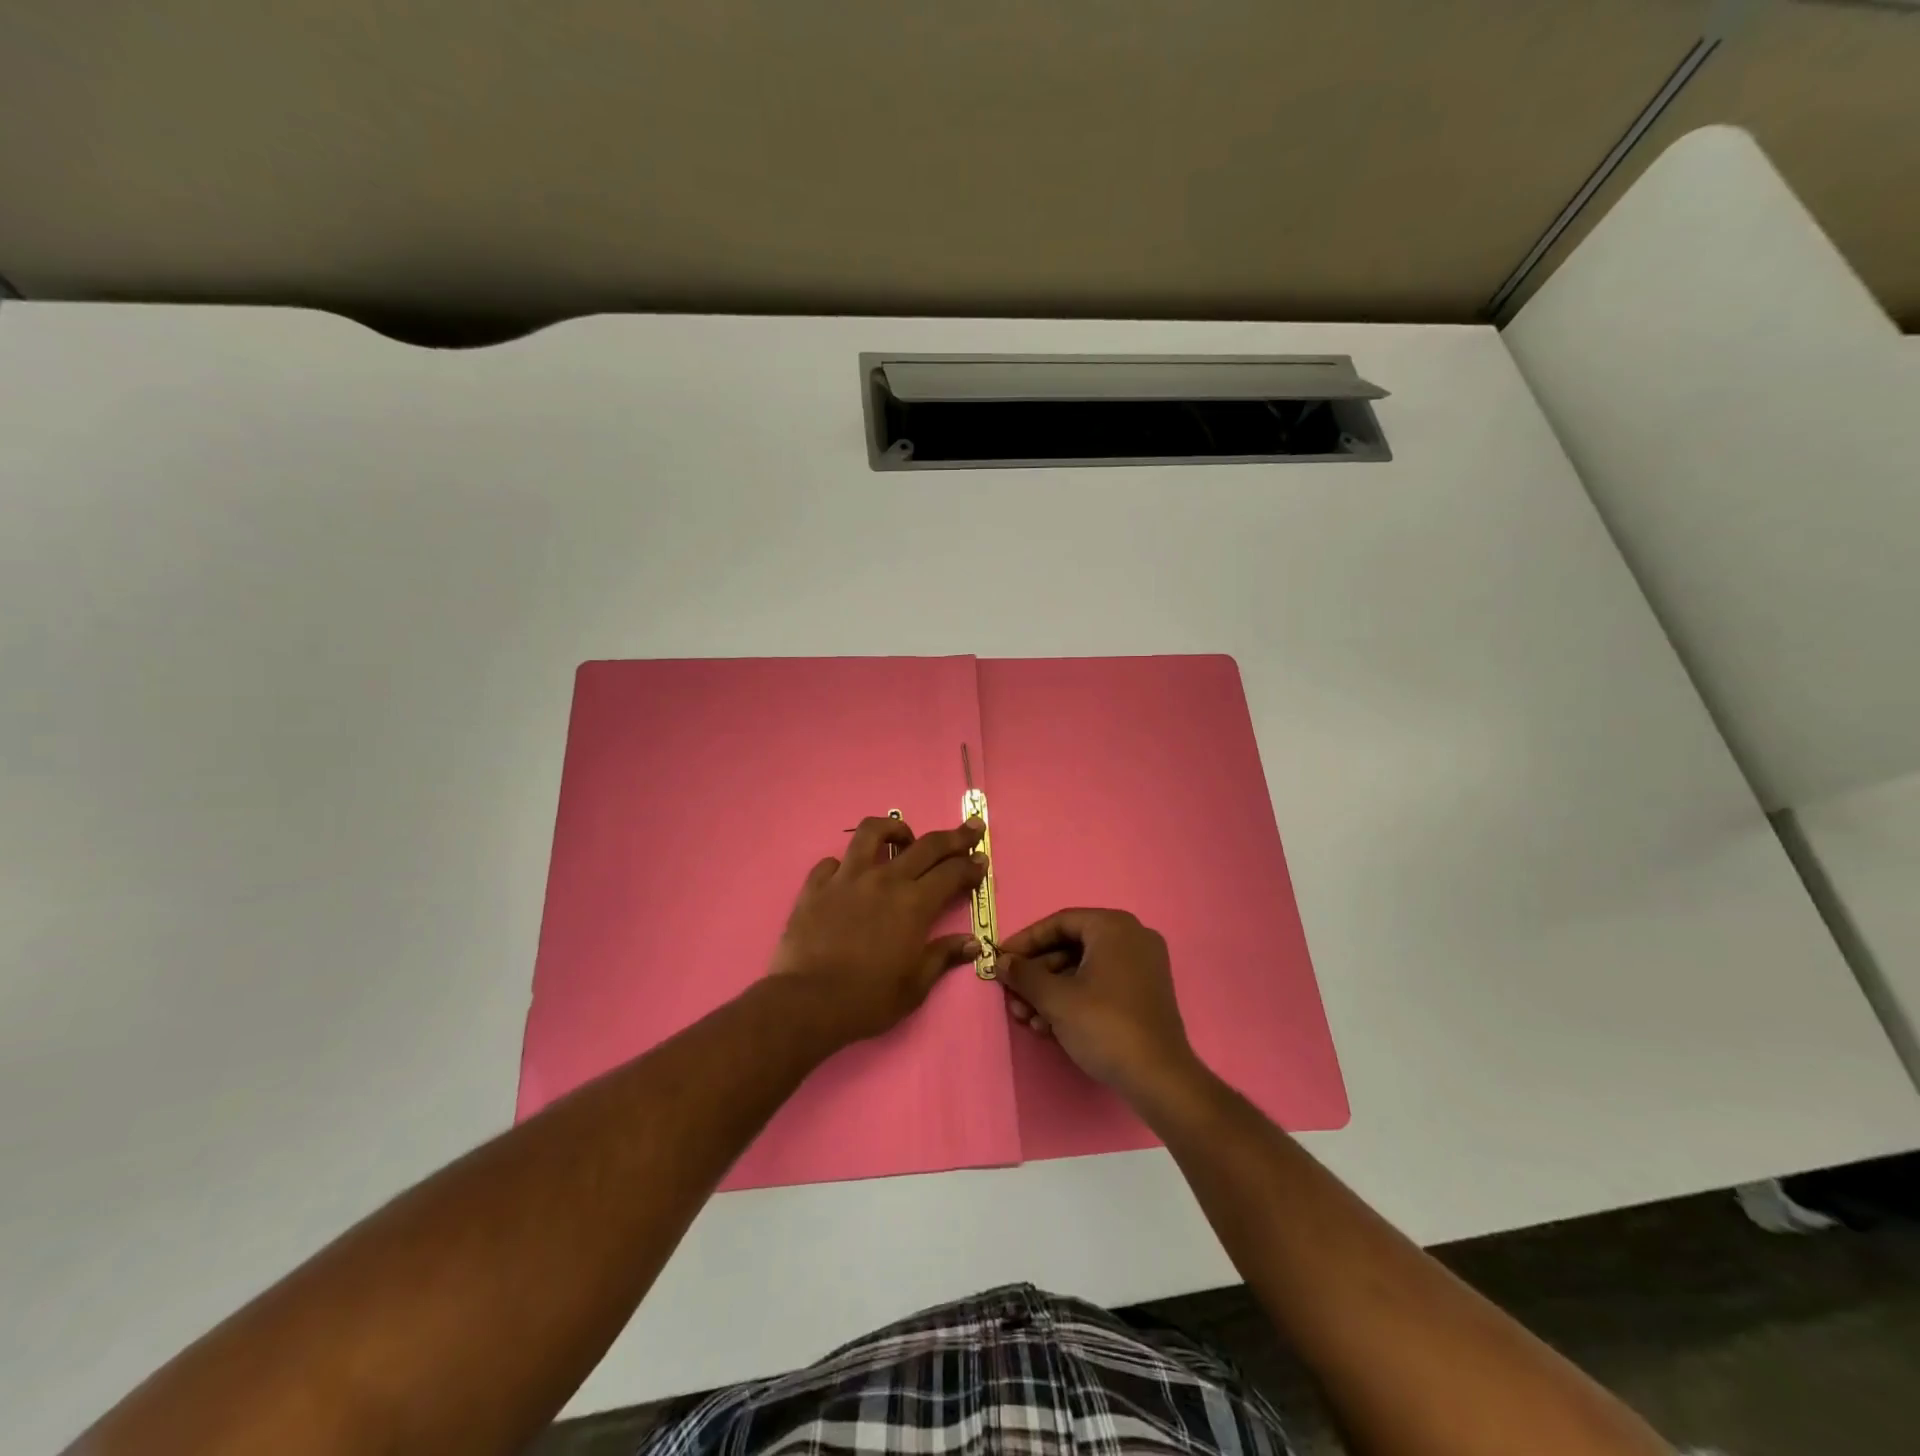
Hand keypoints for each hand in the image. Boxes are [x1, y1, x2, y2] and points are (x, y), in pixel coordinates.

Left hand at [770, 815, 986, 1043]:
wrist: (807, 1002)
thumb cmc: (868, 999)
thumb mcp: (915, 986)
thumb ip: (943, 956)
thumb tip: (972, 943)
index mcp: (914, 904)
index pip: (952, 872)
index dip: (971, 864)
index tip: (982, 860)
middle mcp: (884, 880)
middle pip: (926, 845)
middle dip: (954, 836)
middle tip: (970, 827)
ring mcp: (847, 878)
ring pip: (873, 832)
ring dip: (895, 830)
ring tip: (903, 838)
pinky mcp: (816, 885)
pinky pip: (833, 862)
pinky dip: (846, 864)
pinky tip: (849, 876)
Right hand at [999, 908, 1201, 1105]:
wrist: (1158, 1078)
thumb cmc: (1104, 1025)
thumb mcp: (1055, 999)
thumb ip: (1024, 974)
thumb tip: (1001, 962)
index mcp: (1113, 927)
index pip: (1059, 923)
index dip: (1025, 942)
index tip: (1001, 960)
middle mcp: (1132, 937)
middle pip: (1070, 948)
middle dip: (1036, 975)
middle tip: (1012, 997)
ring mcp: (1142, 966)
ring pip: (1083, 970)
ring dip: (1050, 993)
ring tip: (1026, 1019)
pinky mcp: (1144, 994)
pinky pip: (1100, 985)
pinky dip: (1073, 1001)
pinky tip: (1049, 1027)